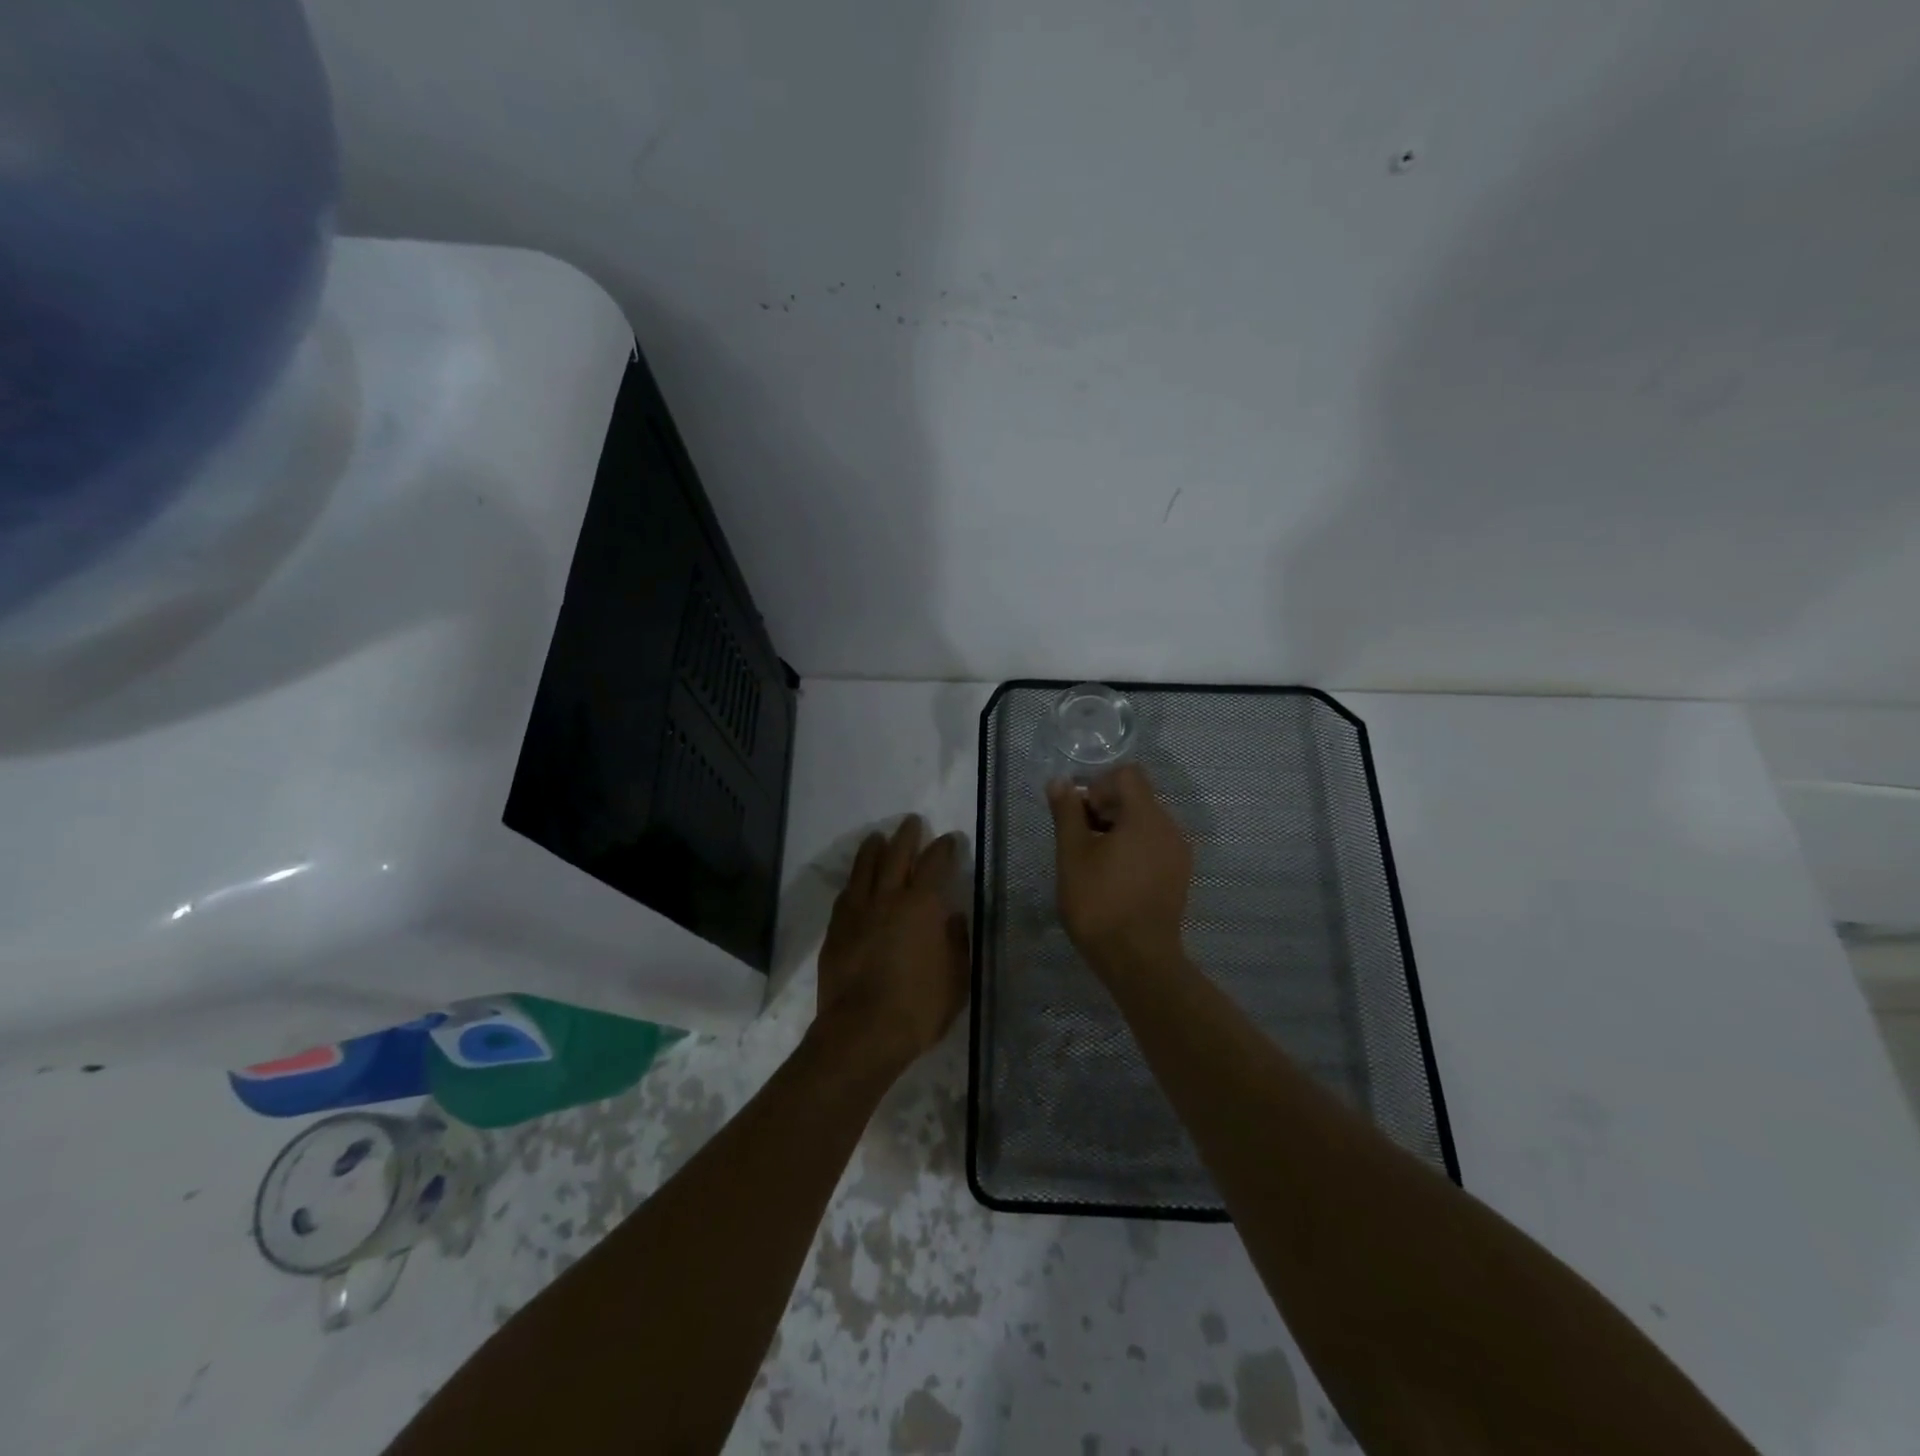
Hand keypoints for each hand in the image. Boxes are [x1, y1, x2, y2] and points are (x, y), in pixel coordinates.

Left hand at [816, 816, 969, 1074]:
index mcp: (923, 906)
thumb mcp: (956, 979)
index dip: (944, 848)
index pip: (935, 864)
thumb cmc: (918, 1008)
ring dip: (874, 849)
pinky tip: (855, 882)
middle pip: (896, 855)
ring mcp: (858, 912)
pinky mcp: (836, 930)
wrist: (861, 1033)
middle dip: (907, 836)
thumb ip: (956, 942)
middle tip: (912, 822)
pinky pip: (845, 895)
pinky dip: (854, 882)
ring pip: (864, 868)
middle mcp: (889, 899)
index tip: (949, 839)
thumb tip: (952, 917)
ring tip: (878, 837)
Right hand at [1047, 765, 1192, 969]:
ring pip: (1145, 822)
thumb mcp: (1072, 854)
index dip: (1098, 785)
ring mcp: (1178, 853)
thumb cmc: (1100, 902)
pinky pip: (1154, 845)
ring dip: (1117, 829)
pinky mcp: (1179, 875)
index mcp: (1146, 816)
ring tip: (1094, 861)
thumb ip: (1067, 813)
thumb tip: (1060, 782)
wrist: (1138, 959)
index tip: (1080, 814)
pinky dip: (1133, 848)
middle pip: (1137, 797)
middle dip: (1105, 808)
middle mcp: (1170, 828)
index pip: (1127, 774)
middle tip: (1079, 839)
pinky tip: (1114, 877)